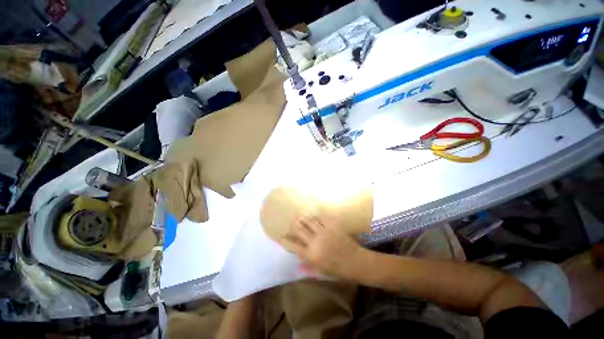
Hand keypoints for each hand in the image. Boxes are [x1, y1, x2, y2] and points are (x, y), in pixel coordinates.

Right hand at [280, 215, 366, 279]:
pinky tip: (313, 212)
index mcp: (311, 255)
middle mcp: (314, 242)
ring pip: (309, 221)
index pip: (293, 246)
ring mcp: (323, 232)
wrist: (355, 261)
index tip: (279, 234)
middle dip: (293, 224)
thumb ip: (308, 264)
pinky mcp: (331, 226)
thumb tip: (298, 259)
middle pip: (299, 229)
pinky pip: (321, 217)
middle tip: (289, 220)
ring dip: (303, 217)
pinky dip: (315, 215)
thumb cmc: (337, 269)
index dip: (285, 239)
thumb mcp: (321, 270)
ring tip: (300, 215)